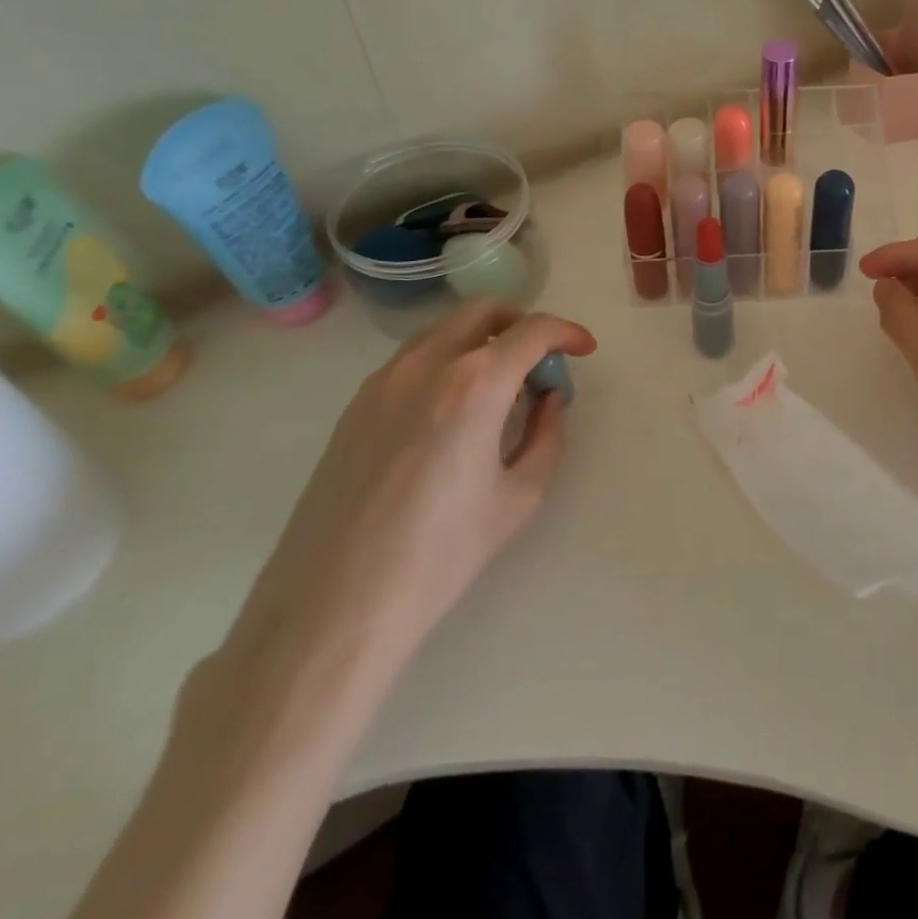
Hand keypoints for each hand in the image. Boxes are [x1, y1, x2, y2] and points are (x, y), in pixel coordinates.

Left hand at [229, 300, 596, 675]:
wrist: (334, 606)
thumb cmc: (441, 555)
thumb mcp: (520, 495)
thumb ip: (546, 434)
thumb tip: (546, 401)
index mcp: (474, 383)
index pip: (532, 330)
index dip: (567, 332)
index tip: (583, 349)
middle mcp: (426, 365)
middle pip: (483, 311)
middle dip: (522, 324)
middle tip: (542, 362)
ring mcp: (381, 382)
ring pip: (443, 331)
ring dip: (481, 341)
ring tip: (500, 389)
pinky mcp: (353, 407)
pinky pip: (412, 361)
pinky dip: (446, 363)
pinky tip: (454, 413)